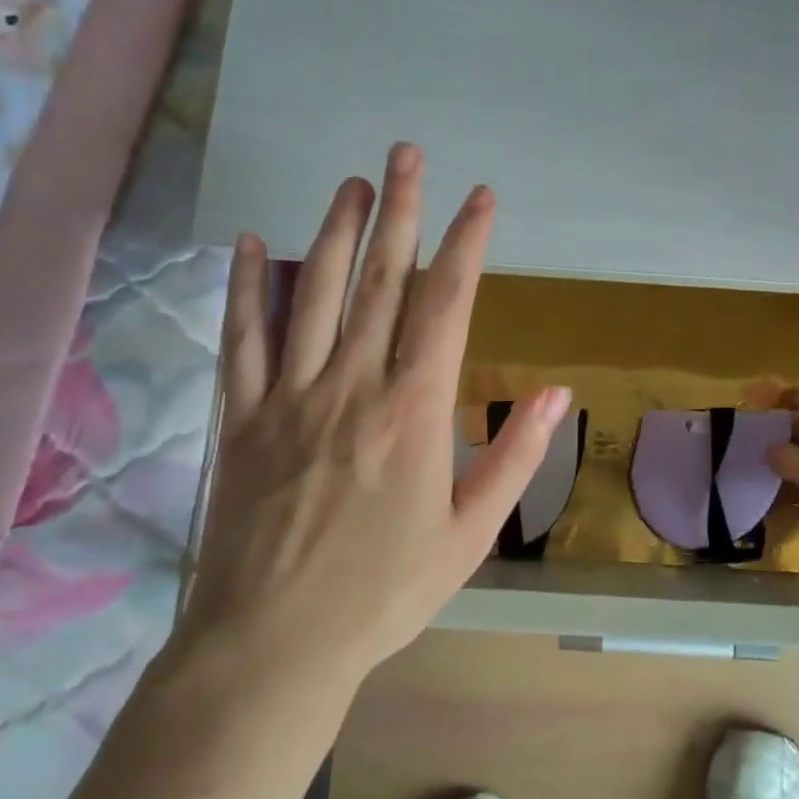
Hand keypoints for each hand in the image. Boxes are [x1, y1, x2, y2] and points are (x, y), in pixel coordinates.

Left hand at [175, 144, 569, 693]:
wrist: (276, 644)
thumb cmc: (385, 593)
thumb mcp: (470, 534)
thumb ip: (515, 457)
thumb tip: (558, 394)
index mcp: (414, 411)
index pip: (446, 305)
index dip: (465, 244)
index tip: (480, 198)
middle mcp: (353, 386)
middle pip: (380, 280)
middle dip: (400, 211)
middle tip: (407, 154)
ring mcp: (290, 396)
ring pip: (314, 294)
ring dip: (335, 231)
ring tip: (353, 182)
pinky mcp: (241, 418)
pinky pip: (242, 339)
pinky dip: (246, 287)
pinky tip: (250, 243)